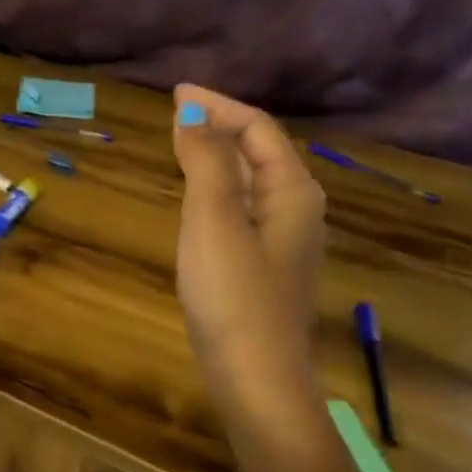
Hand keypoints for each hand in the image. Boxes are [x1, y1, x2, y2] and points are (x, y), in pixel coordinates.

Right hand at [171, 86, 324, 393]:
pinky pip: (242, 206)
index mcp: (292, 192)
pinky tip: (198, 198)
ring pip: (252, 180)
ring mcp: (283, 241)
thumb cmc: (234, 294)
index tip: (175, 93)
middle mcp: (297, 210)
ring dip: (219, 154)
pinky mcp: (264, 266)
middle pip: (260, 151)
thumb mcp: (214, 219)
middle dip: (220, 125)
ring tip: (183, 143)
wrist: (256, 378)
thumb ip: (206, 162)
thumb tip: (192, 114)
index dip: (217, 105)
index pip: (257, 129)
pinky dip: (217, 187)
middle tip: (177, 114)